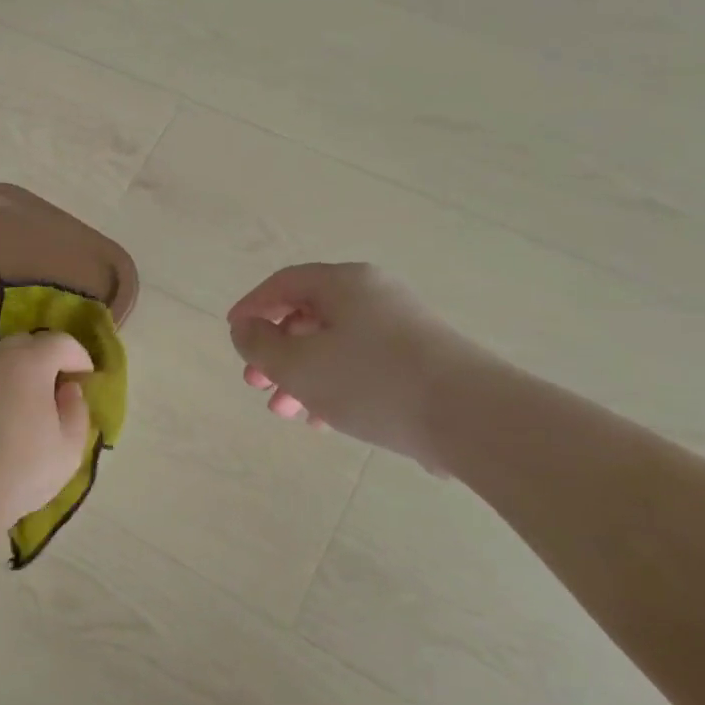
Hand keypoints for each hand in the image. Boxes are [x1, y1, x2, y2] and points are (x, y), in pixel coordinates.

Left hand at [0, 331, 94, 527]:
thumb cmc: (23, 468)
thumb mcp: (70, 446)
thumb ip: (77, 410)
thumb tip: (69, 390)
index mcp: (30, 363)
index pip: (60, 342)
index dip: (79, 356)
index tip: (87, 378)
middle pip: (27, 343)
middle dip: (48, 357)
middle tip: (59, 386)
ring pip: (1, 362)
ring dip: (21, 373)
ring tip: (31, 405)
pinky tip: (3, 421)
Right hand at [228, 262, 487, 473]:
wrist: (471, 417)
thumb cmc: (372, 381)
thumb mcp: (299, 365)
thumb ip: (260, 345)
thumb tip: (244, 327)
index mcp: (344, 283)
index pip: (284, 283)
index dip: (252, 307)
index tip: (233, 334)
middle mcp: (374, 295)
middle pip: (309, 315)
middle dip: (276, 352)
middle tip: (256, 383)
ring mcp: (401, 327)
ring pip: (335, 345)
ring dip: (302, 375)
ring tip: (284, 410)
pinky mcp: (420, 360)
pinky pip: (362, 365)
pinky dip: (335, 385)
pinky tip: (324, 420)